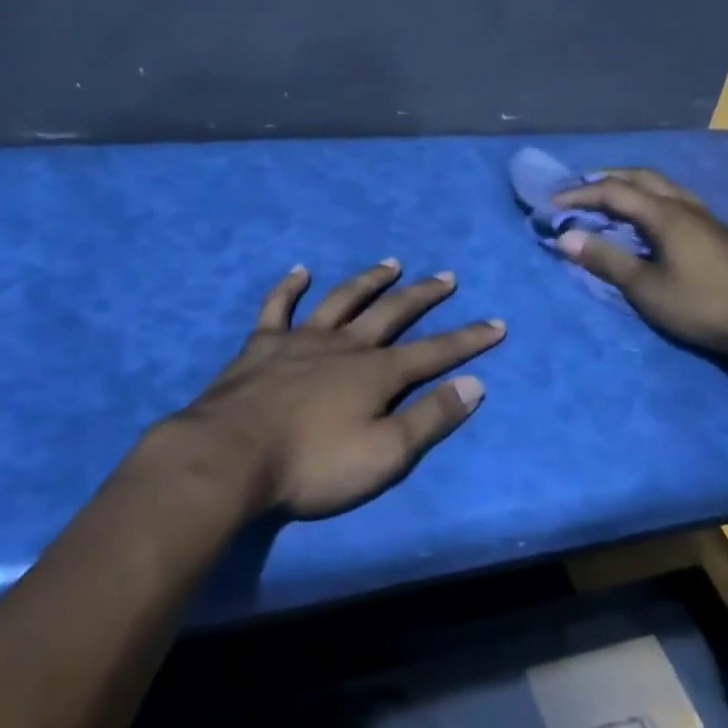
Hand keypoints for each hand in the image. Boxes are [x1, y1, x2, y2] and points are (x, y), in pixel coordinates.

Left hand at [167, 260, 505, 519]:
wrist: (231, 456)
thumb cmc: (312, 464)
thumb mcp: (384, 454)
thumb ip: (430, 418)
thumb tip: (475, 384)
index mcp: (377, 373)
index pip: (434, 352)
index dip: (468, 339)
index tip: (496, 323)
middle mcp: (346, 345)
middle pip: (392, 312)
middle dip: (423, 295)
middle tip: (446, 277)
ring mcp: (301, 339)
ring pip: (342, 300)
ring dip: (369, 280)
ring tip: (391, 263)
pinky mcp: (262, 344)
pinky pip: (277, 307)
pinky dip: (289, 287)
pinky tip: (300, 271)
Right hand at [554, 169, 727, 362]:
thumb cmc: (698, 305)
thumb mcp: (644, 287)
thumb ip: (605, 259)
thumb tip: (566, 236)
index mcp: (666, 214)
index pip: (614, 191)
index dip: (580, 194)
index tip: (552, 204)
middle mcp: (686, 204)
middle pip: (640, 177)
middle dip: (605, 179)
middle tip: (578, 192)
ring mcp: (705, 215)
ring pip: (662, 185)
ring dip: (630, 186)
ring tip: (608, 200)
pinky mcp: (716, 230)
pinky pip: (675, 198)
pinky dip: (650, 197)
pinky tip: (647, 218)